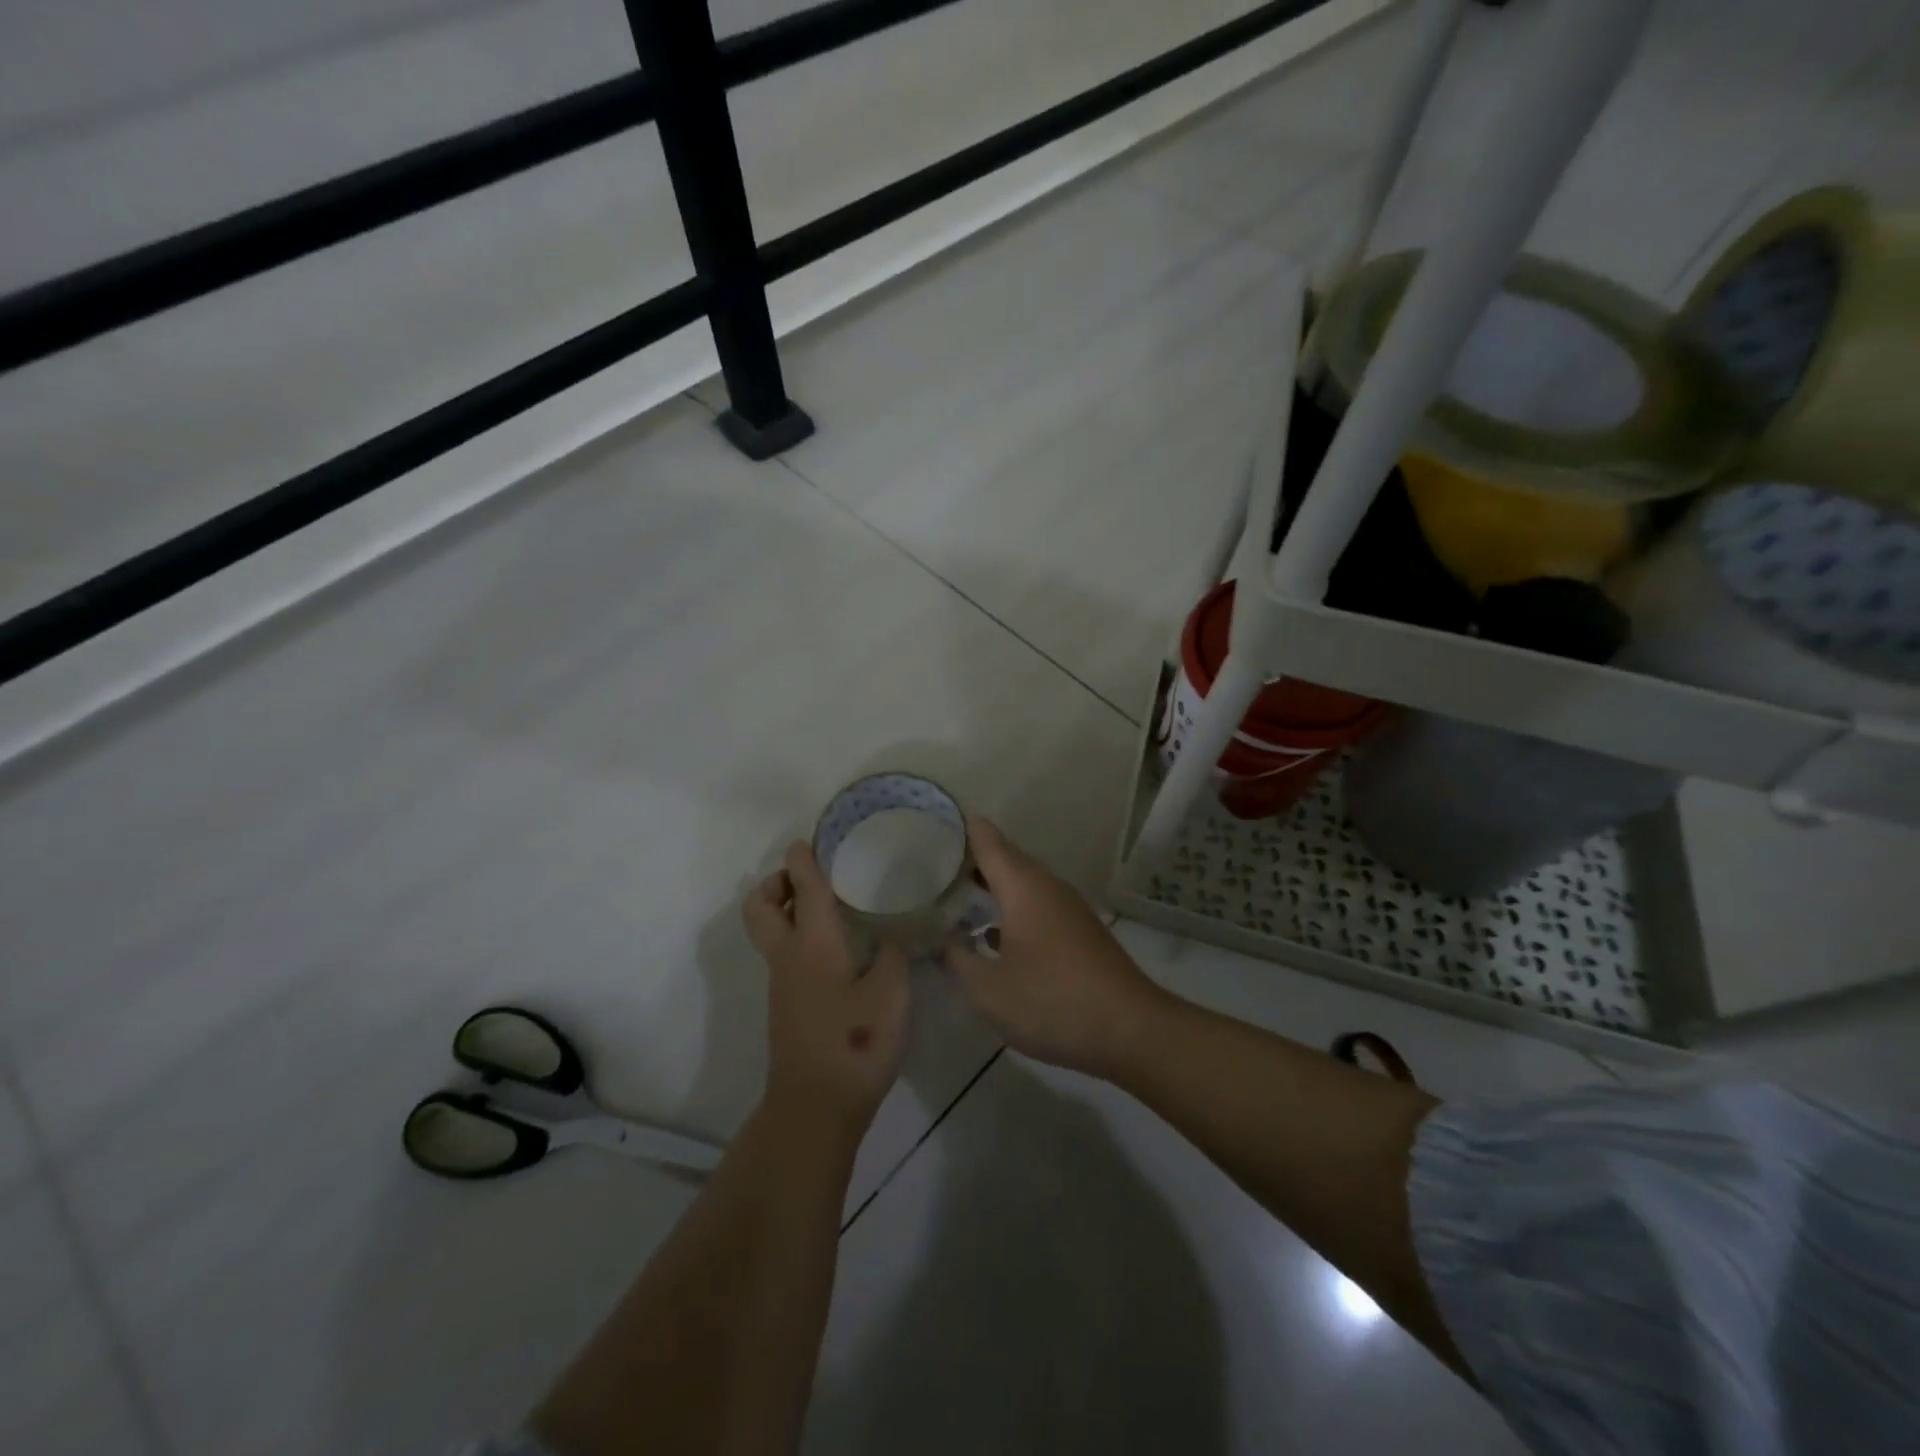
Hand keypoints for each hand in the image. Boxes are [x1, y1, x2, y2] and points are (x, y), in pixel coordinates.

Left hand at [744, 842, 910, 1137]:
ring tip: (831, 908)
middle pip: (760, 908)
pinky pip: (785, 955)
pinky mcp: (788, 1006)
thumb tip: (890, 937)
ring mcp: (782, 984)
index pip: (804, 889)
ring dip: (788, 910)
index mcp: (812, 943)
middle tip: (807, 879)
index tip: (805, 841)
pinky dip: (799, 937)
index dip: (803, 861)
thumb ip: (894, 954)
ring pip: (771, 932)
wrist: (816, 1107)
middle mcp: (788, 956)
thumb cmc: (856, 1042)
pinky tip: (838, 950)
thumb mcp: (892, 992)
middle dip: (776, 884)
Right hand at [943, 818, 1169, 1078]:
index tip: (926, 825)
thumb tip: (936, 939)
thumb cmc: (1052, 1002)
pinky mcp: (1077, 930)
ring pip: (1020, 883)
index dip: (958, 827)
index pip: (985, 839)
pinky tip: (988, 934)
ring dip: (988, 887)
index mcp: (1022, 886)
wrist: (1131, 1030)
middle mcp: (1046, 886)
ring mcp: (1066, 907)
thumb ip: (956, 959)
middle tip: (925, 867)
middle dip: (967, 860)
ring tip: (950, 898)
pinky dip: (1008, 909)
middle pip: (1003, 858)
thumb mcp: (988, 990)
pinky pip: (1034, 905)